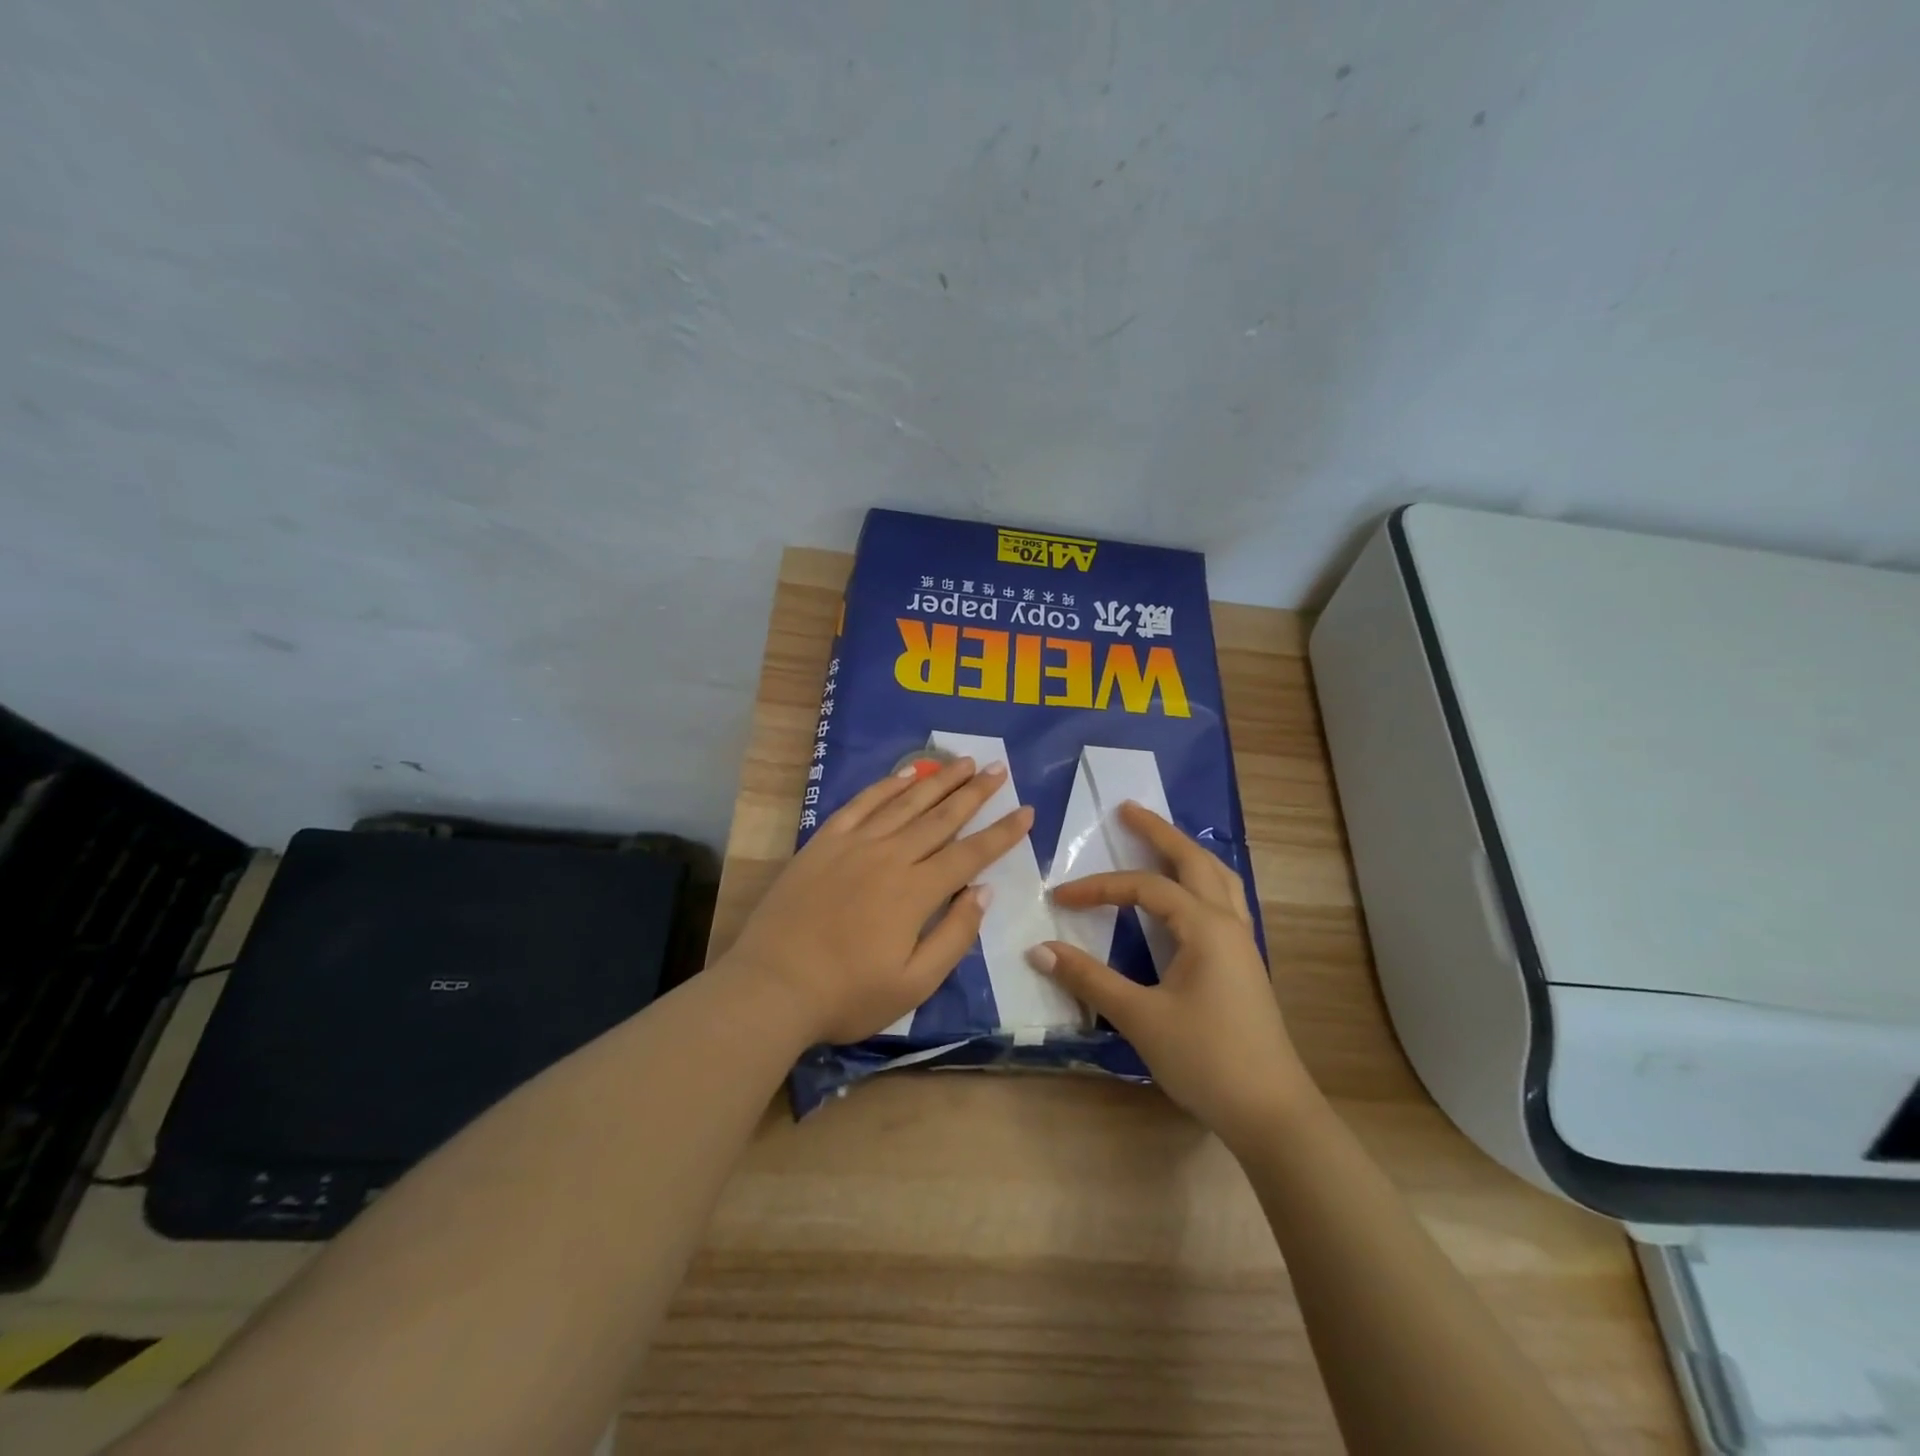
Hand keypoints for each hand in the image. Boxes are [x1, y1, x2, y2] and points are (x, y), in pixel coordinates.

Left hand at [727, 757, 1033, 1045]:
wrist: (771, 986)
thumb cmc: (847, 995)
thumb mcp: (913, 984)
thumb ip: (953, 935)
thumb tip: (983, 891)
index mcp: (916, 892)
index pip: (970, 854)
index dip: (1002, 832)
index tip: (1026, 810)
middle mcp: (890, 856)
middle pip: (941, 817)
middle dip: (975, 793)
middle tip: (998, 769)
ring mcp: (854, 844)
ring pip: (906, 802)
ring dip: (938, 780)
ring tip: (963, 761)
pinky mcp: (824, 841)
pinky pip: (862, 803)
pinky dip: (887, 785)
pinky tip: (906, 772)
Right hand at [1029, 803, 1311, 1148]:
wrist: (1272, 1112)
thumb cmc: (1206, 1059)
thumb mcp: (1140, 1017)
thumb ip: (1089, 979)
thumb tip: (1039, 949)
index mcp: (1205, 926)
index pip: (1145, 888)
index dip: (1099, 887)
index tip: (1060, 898)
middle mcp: (1228, 922)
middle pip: (1195, 860)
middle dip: (1160, 832)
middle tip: (1128, 810)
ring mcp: (1242, 942)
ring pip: (1218, 877)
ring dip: (1187, 852)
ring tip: (1161, 839)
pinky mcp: (1244, 963)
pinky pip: (1224, 900)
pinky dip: (1202, 880)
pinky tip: (1188, 894)